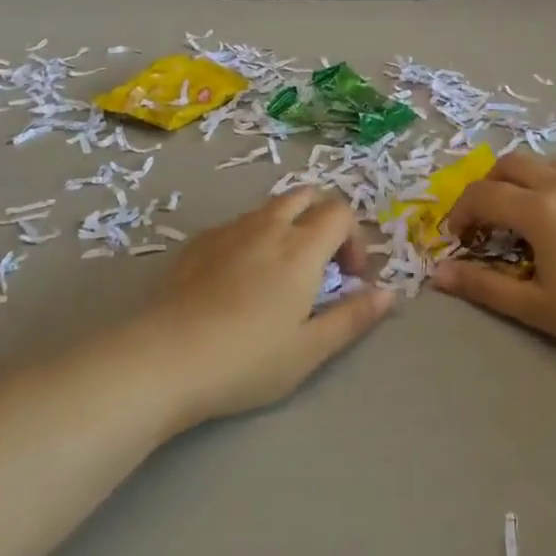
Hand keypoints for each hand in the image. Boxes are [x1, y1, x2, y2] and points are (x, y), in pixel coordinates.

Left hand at [131, 191, 394, 426]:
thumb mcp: (310, 349)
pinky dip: (252, 237)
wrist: (166, 358)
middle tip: (318, 265)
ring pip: (269, 208)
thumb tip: (389, 294)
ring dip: (287, 227)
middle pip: (305, 196)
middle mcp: (268, 226)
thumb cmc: (247, 359)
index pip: (340, 212)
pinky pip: (237, 225)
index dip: (354, 239)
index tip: (347, 277)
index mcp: (301, 248)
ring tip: (279, 274)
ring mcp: (229, 231)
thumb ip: (353, 317)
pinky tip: (237, 280)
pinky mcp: (198, 243)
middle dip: (321, 220)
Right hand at [433, 155, 555, 374]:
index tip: (460, 239)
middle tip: (489, 222)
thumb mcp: (535, 307)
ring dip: (524, 180)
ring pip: (546, 161)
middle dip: (488, 187)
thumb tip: (438, 274)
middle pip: (511, 164)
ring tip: (527, 215)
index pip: (482, 194)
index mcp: (540, 210)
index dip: (461, 213)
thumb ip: (483, 287)